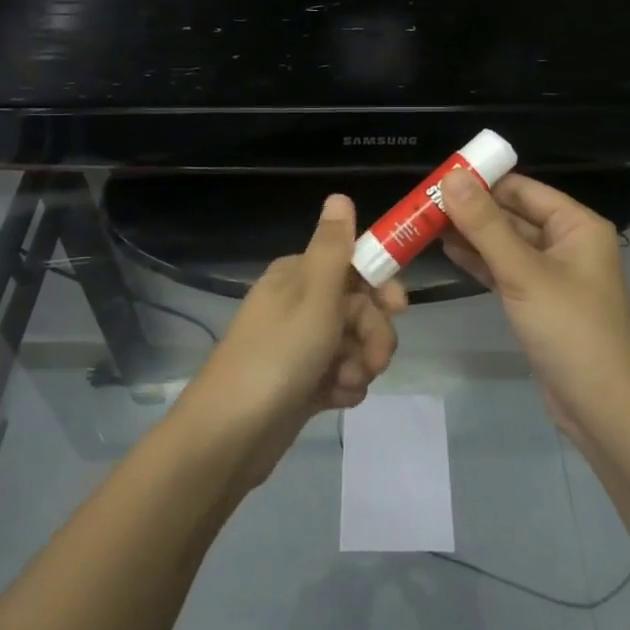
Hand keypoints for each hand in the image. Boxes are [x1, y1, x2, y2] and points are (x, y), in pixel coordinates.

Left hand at [181, 194, 405, 477]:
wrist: (230, 434)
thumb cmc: (278, 356)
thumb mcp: (313, 295)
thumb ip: (333, 247)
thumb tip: (339, 195)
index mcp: (299, 276)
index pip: (354, 265)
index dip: (381, 285)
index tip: (399, 308)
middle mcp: (300, 303)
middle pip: (360, 307)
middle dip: (374, 333)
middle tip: (375, 360)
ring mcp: (301, 345)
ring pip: (355, 343)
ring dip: (362, 363)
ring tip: (346, 383)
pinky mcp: (302, 381)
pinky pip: (340, 373)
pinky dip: (344, 385)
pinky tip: (336, 400)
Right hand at [439, 171, 629, 436]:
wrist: (602, 407)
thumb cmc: (569, 329)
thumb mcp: (524, 273)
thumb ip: (485, 225)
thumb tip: (450, 177)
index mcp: (577, 225)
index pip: (523, 189)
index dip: (482, 181)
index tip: (438, 178)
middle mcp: (567, 242)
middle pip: (513, 214)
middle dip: (471, 209)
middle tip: (423, 203)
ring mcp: (553, 274)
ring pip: (506, 243)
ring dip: (471, 235)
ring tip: (425, 224)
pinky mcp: (539, 301)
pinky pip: (505, 270)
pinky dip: (479, 261)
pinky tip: (448, 251)